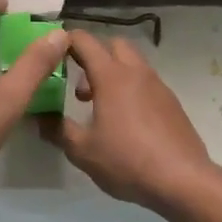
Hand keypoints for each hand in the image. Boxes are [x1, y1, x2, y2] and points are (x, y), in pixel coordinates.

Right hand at [39, 30, 213, 210]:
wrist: (183, 181)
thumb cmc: (127, 160)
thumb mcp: (82, 150)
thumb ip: (58, 130)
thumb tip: (39, 118)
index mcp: (112, 76)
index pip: (85, 41)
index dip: (66, 41)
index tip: (52, 54)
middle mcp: (136, 73)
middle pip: (114, 45)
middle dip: (94, 56)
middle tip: (81, 87)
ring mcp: (158, 86)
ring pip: (133, 64)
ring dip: (114, 75)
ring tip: (101, 108)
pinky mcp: (172, 103)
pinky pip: (146, 84)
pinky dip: (131, 90)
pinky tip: (126, 123)